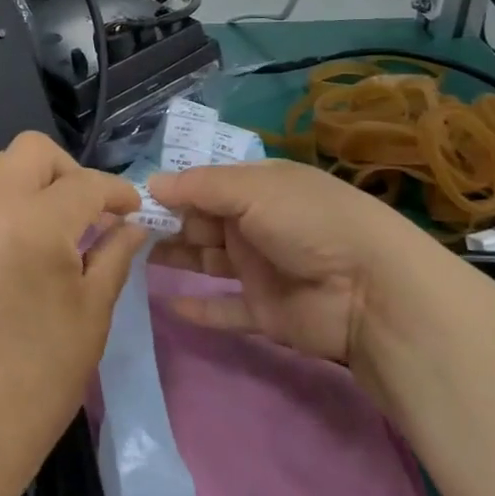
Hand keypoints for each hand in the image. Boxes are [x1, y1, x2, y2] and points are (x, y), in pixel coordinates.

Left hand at [0, 134, 144, 471]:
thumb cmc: (44, 371)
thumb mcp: (93, 310)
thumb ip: (115, 254)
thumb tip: (132, 225)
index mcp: (35, 224)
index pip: (84, 183)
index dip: (116, 191)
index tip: (131, 208)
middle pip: (30, 151)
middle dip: (67, 170)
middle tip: (86, 209)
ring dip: (32, 184)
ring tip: (54, 227)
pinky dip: (6, 211)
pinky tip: (20, 254)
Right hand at [148, 160, 424, 386]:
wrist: (371, 291)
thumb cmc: (308, 222)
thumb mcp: (253, 190)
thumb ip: (199, 187)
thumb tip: (151, 183)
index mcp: (259, 187)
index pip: (206, 184)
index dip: (172, 189)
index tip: (131, 199)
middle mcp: (257, 223)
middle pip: (202, 221)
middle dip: (166, 223)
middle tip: (123, 231)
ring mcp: (260, 268)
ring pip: (207, 261)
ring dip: (176, 259)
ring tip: (133, 260)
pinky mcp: (265, 311)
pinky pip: (225, 308)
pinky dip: (199, 307)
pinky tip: (168, 304)